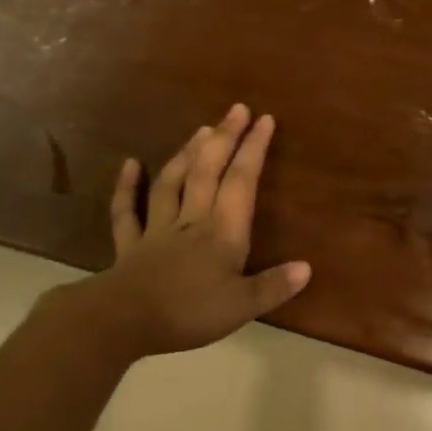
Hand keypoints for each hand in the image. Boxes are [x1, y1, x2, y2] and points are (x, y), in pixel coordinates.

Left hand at [65, 104, 311, 358]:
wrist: (124, 320)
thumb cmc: (188, 313)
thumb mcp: (241, 306)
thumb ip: (273, 286)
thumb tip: (307, 267)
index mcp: (222, 232)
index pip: (242, 182)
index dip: (254, 149)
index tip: (264, 120)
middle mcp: (191, 220)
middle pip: (208, 170)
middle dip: (224, 138)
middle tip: (236, 109)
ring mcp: (157, 228)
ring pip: (172, 181)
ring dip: (187, 153)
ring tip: (201, 129)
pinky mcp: (130, 244)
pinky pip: (127, 210)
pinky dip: (127, 186)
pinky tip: (130, 164)